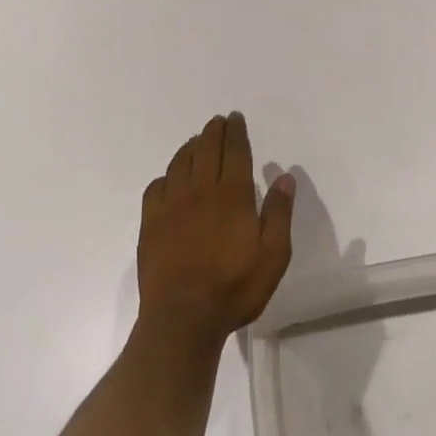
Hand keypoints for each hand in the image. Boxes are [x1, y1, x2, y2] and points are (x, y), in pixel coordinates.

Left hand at [137, 112, 294, 347]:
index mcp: (232, 195)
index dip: (235, 132)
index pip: (234, 151)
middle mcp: (200, 191)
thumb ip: (279, 213)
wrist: (183, 317)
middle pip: (206, 149)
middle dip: (213, 131)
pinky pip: (156, 187)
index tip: (235, 118)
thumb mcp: (273, 255)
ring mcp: (172, 205)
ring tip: (197, 142)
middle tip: (218, 122)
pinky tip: (170, 179)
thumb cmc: (235, 287)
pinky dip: (166, 176)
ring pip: (180, 163)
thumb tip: (285, 176)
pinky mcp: (151, 223)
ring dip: (190, 147)